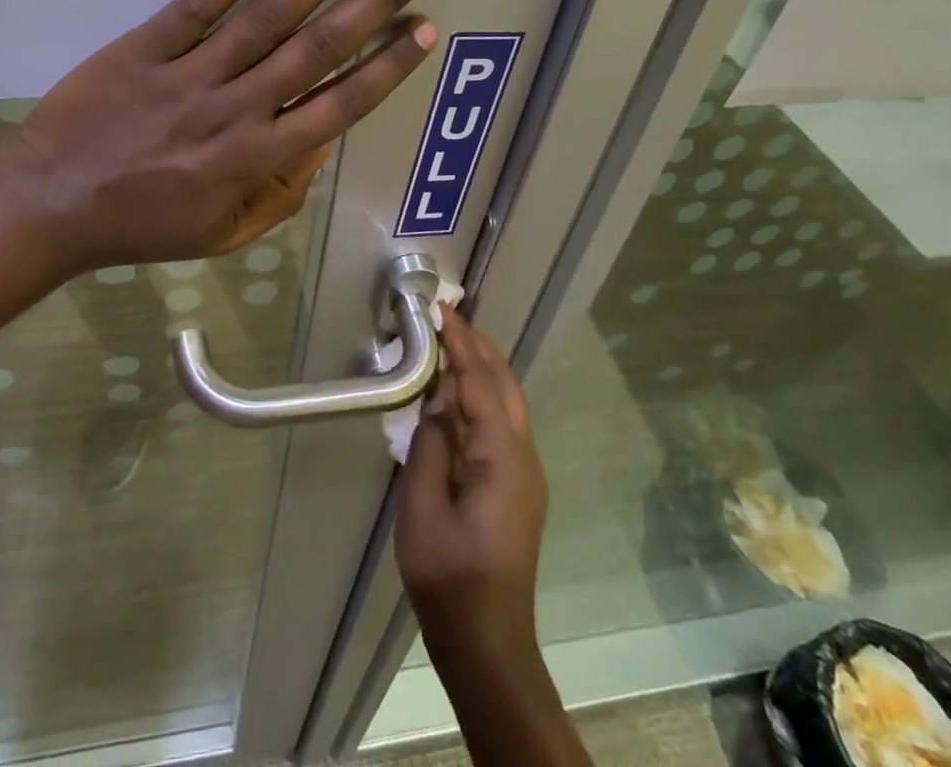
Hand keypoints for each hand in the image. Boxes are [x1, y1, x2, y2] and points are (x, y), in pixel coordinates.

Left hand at [0, 0, 441, 272]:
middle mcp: (237, 109)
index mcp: (257, 158)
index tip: (423, 25)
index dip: (387, 64)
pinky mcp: (146, 48)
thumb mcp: (223, 234)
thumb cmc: (142, 224)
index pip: (340, 104)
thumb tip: (320, 144)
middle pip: (318, 47)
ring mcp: (191, 75)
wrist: (50, 206)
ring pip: (267, 18)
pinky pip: (197, 6)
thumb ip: (279, 193)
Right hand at [396, 311, 548, 650]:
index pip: (480, 384)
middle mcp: (524, 457)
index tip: (443, 311)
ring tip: (456, 342)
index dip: (461, 345)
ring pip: (511, 403)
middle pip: (506, 385)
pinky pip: (506, 423)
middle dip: (480, 348)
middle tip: (450, 318)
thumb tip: (436, 401)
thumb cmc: (448, 574)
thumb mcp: (423, 507)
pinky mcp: (520, 487)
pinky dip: (486, 394)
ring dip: (486, 368)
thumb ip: (430, 446)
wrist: (487, 641)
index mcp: (501, 458)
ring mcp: (527, 473)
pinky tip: (463, 393)